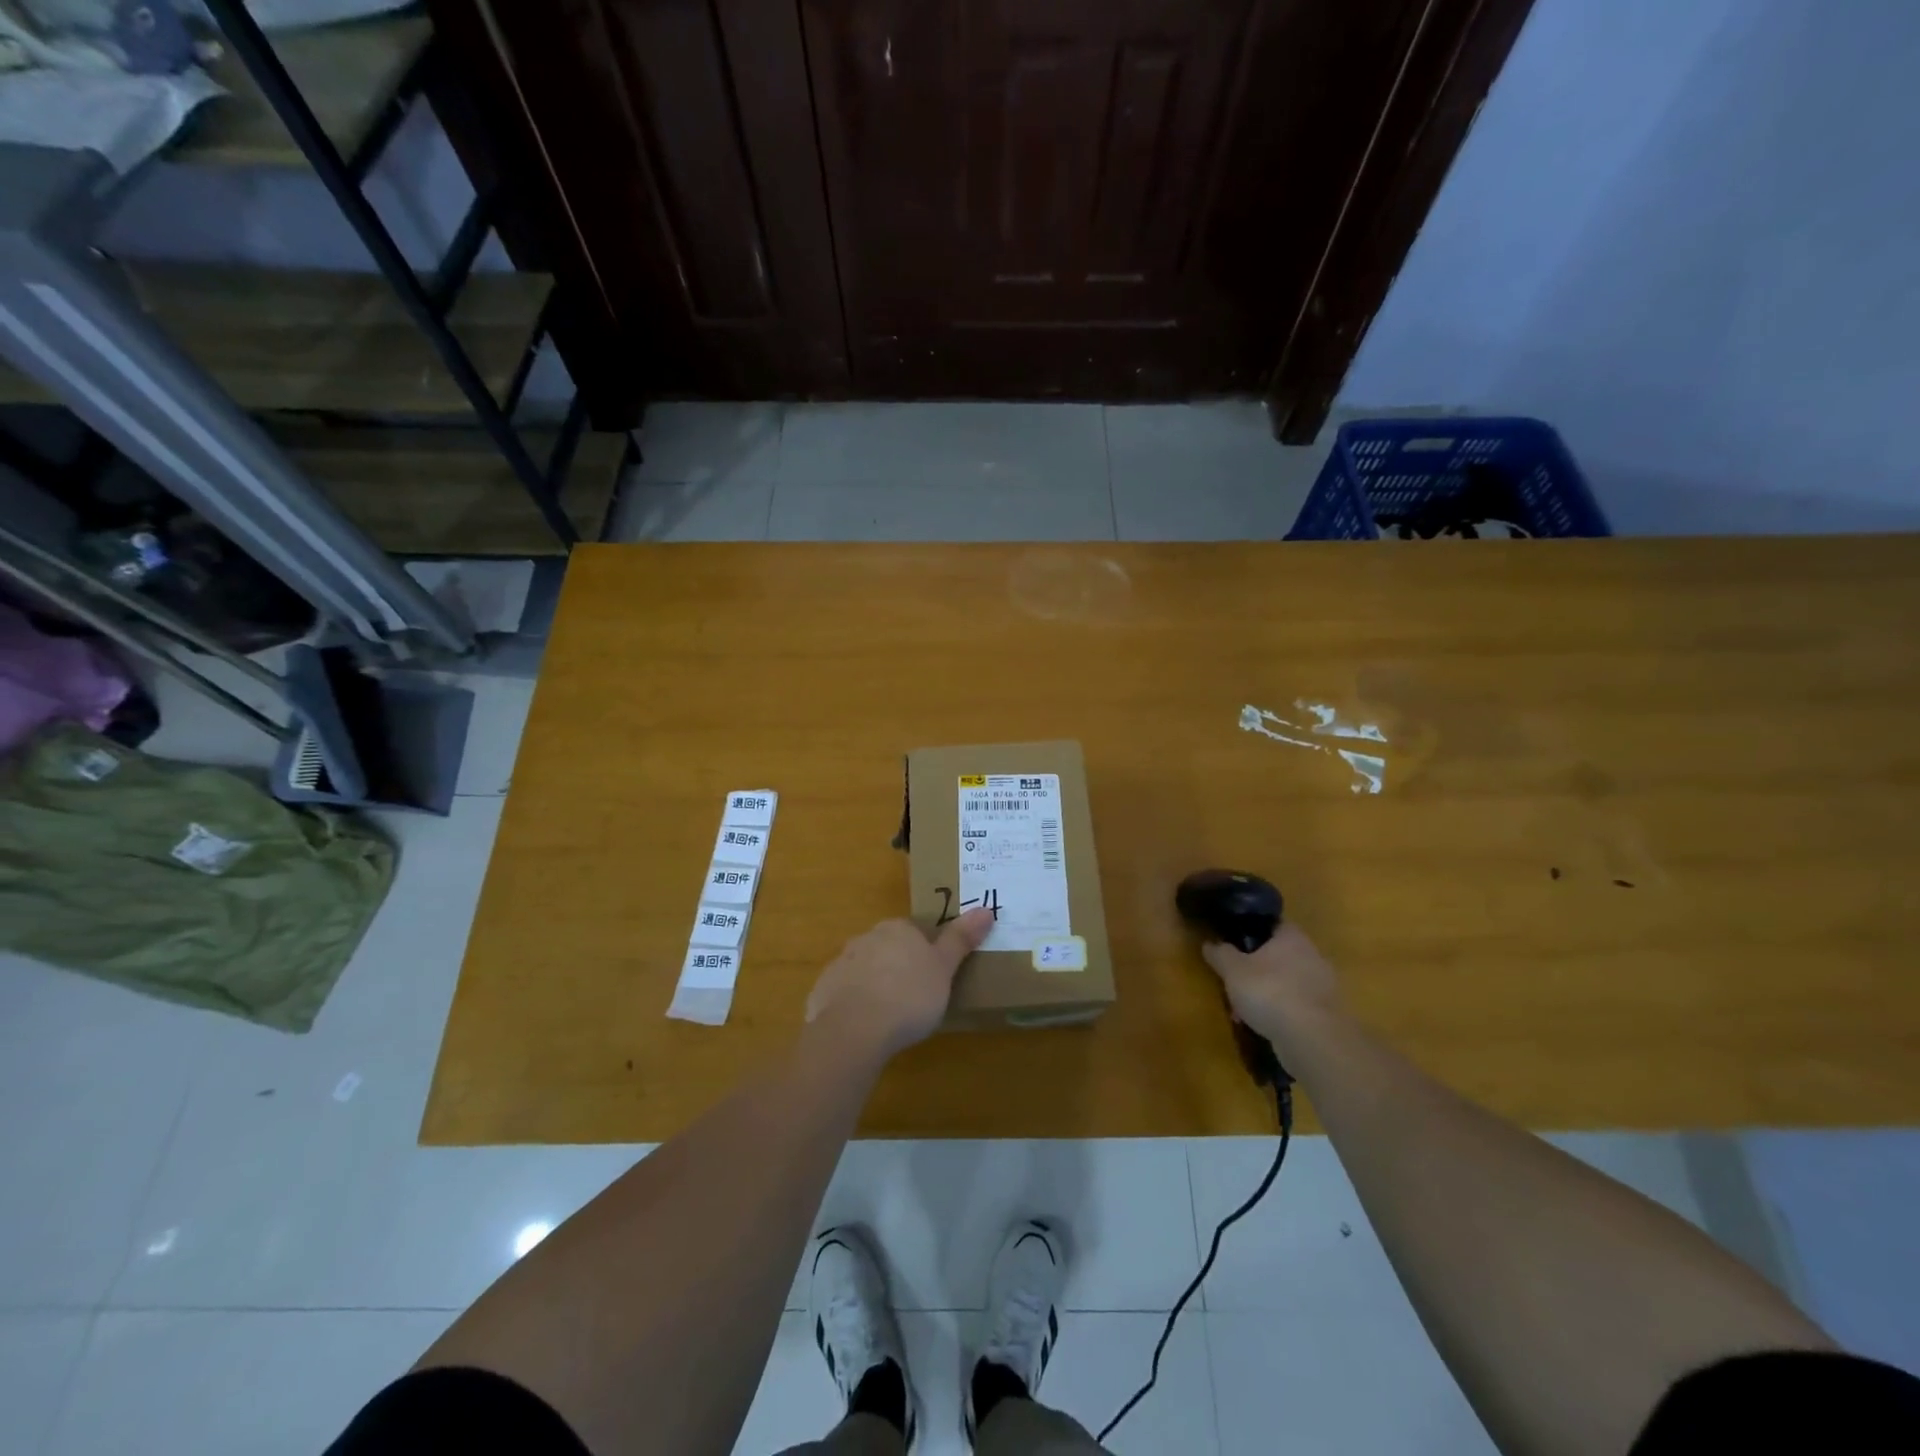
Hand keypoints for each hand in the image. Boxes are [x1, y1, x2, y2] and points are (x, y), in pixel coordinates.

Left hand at [806, 909, 995, 1058]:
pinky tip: (865, 1026)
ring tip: (890, 1016)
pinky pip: (845, 992)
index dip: (926, 953)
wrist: (854, 1029)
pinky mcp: (824, 989)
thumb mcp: (944, 969)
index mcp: (897, 929)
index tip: (934, 977)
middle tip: (916, 998)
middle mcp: (866, 937)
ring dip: (876, 985)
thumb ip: (961, 939)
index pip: (914, 932)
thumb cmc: (909, 996)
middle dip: (899, 967)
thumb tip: (985, 909)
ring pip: (865, 969)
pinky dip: (855, 1004)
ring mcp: (841, 963)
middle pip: (888, 948)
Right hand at [1202, 922, 1344, 1052]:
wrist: (1311, 1039)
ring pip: (1287, 982)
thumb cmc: (1269, 991)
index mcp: (1292, 937)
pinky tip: (1262, 1027)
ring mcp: (1323, 986)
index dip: (1252, 930)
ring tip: (1243, 1010)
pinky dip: (1280, 1013)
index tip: (1234, 942)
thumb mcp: (1232, 969)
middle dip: (1257, 967)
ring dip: (1267, 993)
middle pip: (1279, 955)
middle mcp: (1312, 956)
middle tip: (1235, 980)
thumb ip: (1220, 953)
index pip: (1272, 924)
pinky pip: (1296, 1006)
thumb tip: (1209, 943)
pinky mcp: (1327, 1015)